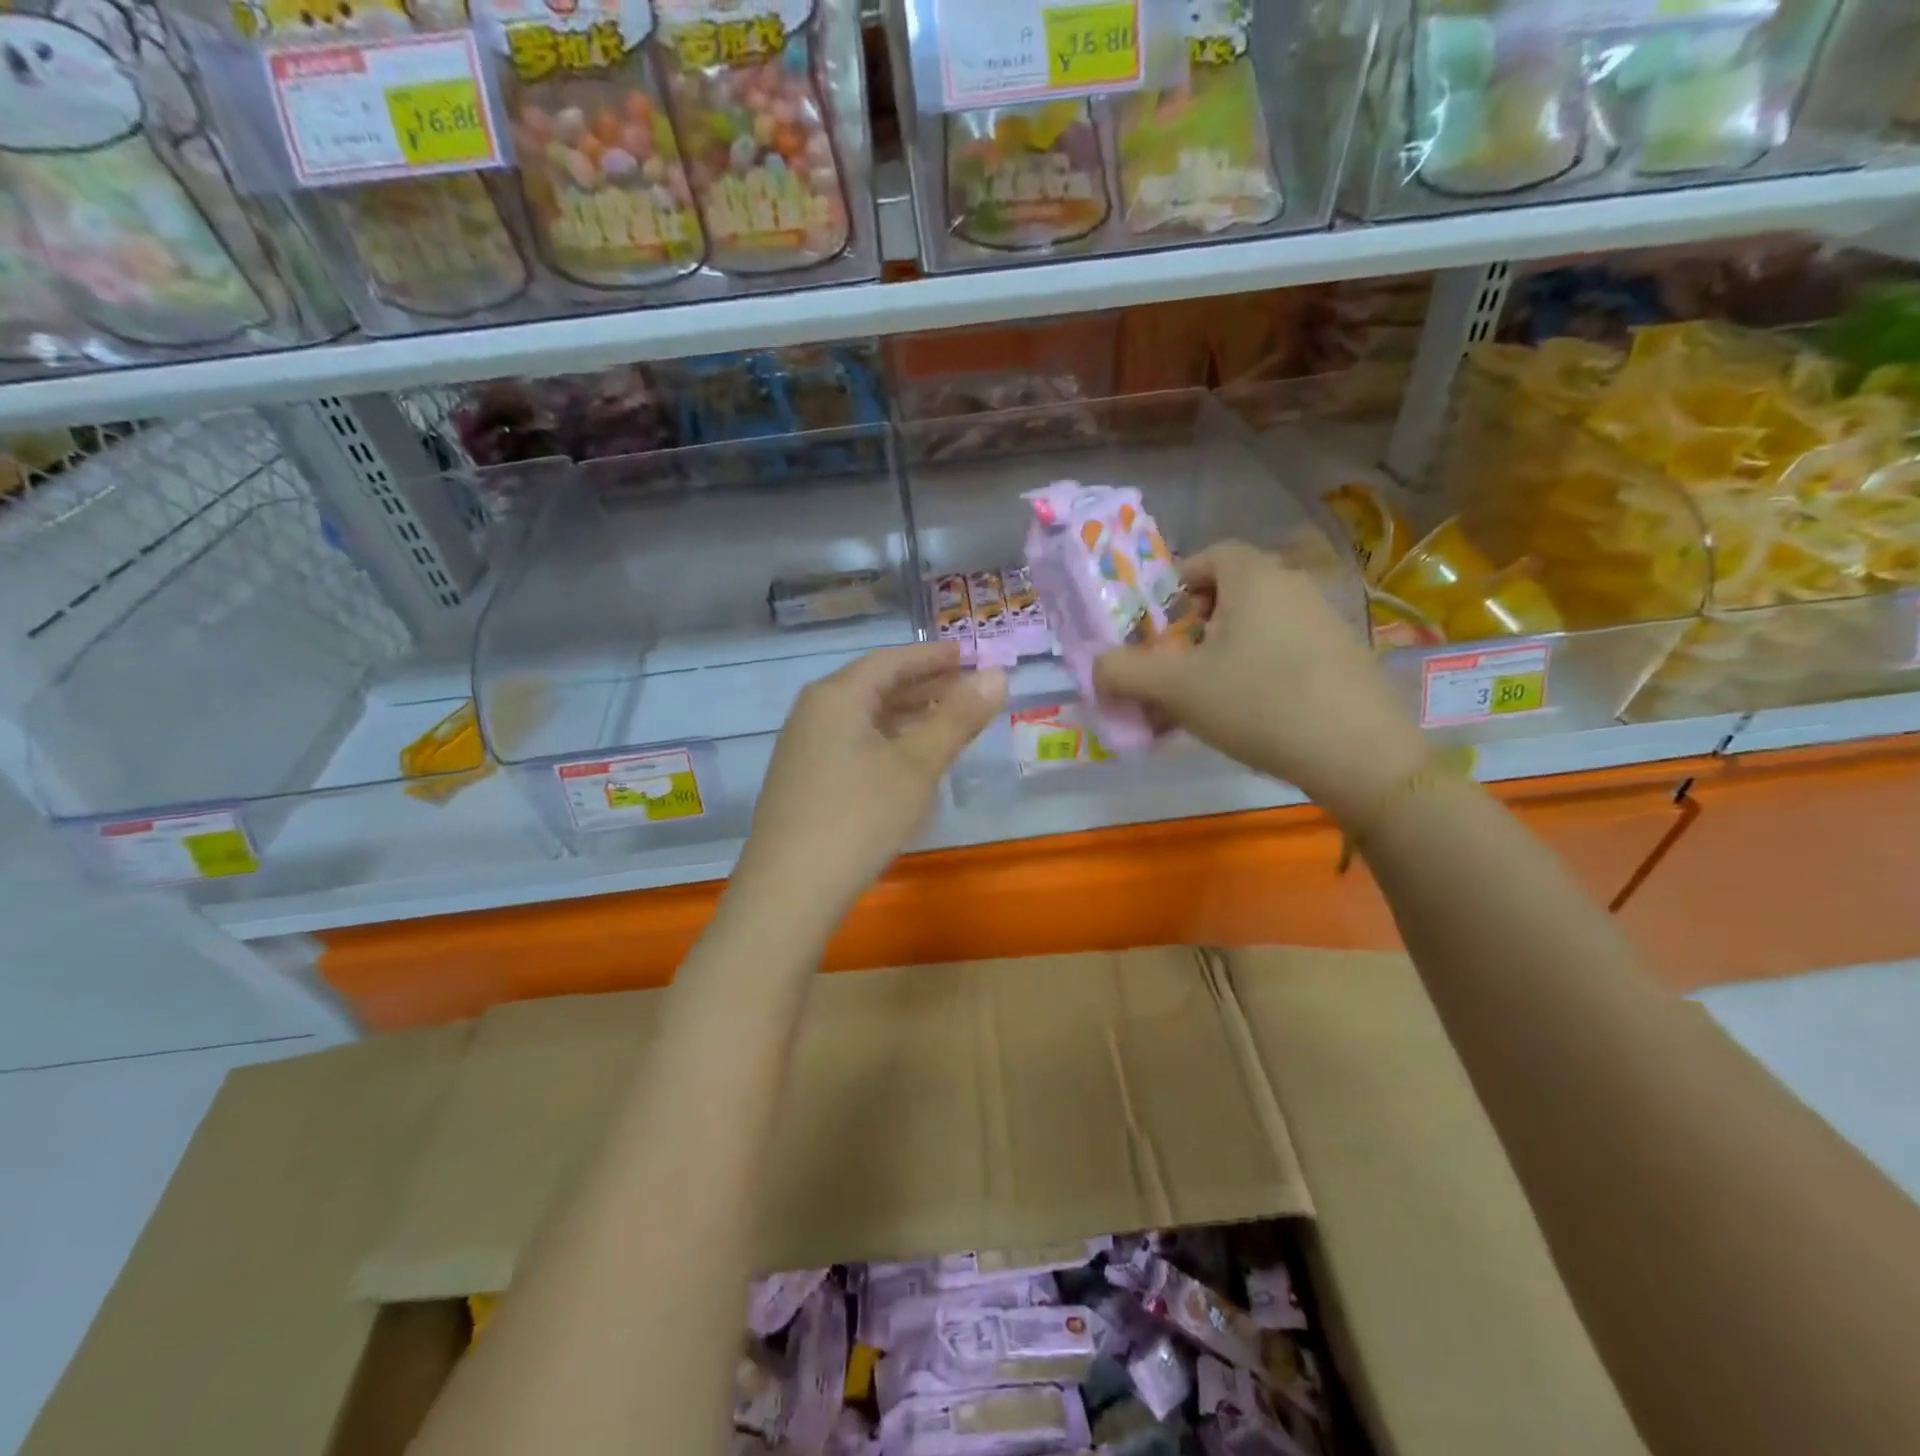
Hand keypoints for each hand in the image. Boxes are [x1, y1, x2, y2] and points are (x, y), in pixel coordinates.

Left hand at [736, 642, 1006, 918]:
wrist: (789, 889)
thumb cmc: (859, 816)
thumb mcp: (917, 765)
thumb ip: (957, 717)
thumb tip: (996, 675)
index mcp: (837, 696)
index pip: (892, 660)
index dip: (933, 656)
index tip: (968, 654)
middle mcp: (814, 712)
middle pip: (876, 685)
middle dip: (924, 685)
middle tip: (967, 688)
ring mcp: (805, 748)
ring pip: (865, 718)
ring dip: (907, 715)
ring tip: (948, 722)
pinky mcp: (804, 781)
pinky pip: (854, 744)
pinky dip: (888, 742)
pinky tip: (909, 762)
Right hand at [1093, 542, 1428, 823]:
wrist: (1358, 753)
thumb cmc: (1258, 703)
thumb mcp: (1176, 688)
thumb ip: (1124, 671)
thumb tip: (1096, 666)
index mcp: (1254, 577)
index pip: (1208, 556)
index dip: (1175, 585)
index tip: (1158, 627)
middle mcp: (1294, 585)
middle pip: (1231, 591)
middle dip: (1194, 625)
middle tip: (1175, 665)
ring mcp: (1326, 619)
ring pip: (1257, 623)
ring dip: (1223, 651)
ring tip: (1205, 697)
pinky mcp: (1344, 654)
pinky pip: (1284, 648)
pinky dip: (1257, 668)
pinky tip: (1249, 712)